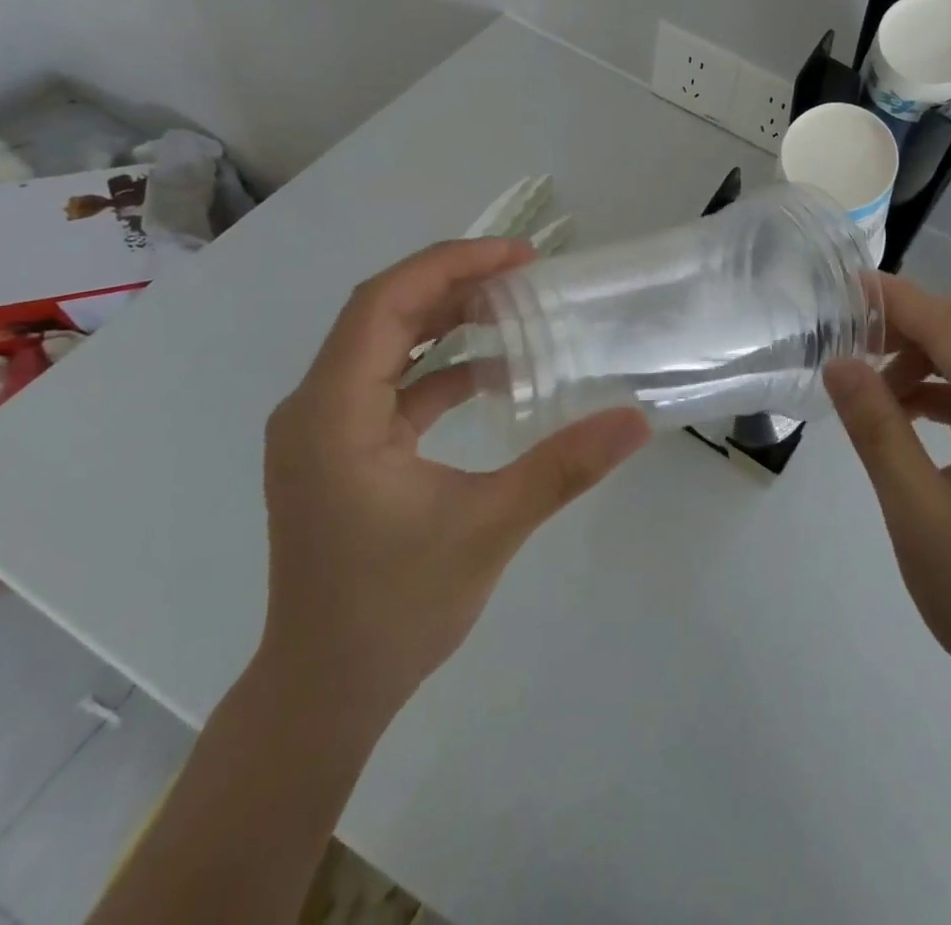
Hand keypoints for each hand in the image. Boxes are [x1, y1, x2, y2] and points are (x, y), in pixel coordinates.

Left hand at [259, 240, 649, 732]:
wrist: (323, 693)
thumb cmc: (394, 609)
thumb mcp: (489, 529)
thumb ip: (563, 468)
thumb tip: (635, 420)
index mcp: (332, 414)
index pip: (382, 304)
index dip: (449, 265)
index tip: (516, 256)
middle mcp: (314, 409)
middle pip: (382, 314)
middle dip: (453, 283)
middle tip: (524, 272)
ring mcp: (323, 431)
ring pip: (384, 346)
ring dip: (445, 320)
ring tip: (512, 306)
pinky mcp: (341, 452)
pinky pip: (390, 385)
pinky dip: (438, 368)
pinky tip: (491, 373)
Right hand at [824, 276, 950, 704]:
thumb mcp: (914, 508)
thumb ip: (876, 427)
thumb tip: (838, 363)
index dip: (898, 302)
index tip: (848, 283)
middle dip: (913, 323)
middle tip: (854, 330)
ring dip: (928, 359)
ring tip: (873, 380)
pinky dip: (945, 392)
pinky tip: (907, 410)